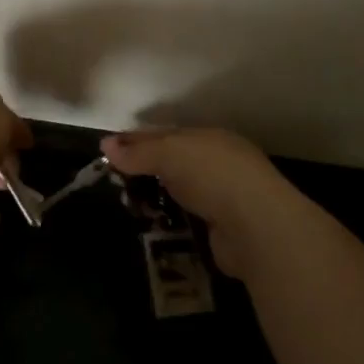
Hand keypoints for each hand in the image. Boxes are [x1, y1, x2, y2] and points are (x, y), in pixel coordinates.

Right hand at [100, 126, 317, 277]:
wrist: (257, 228)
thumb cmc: (213, 176)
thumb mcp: (170, 153)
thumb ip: (138, 152)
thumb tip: (106, 145)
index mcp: (209, 138)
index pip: (165, 134)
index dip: (135, 140)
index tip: (107, 150)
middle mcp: (218, 163)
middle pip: (172, 162)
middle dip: (144, 169)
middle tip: (114, 181)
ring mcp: (223, 196)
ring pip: (179, 190)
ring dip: (155, 196)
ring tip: (128, 204)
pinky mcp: (222, 228)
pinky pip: (186, 217)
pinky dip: (169, 217)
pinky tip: (152, 221)